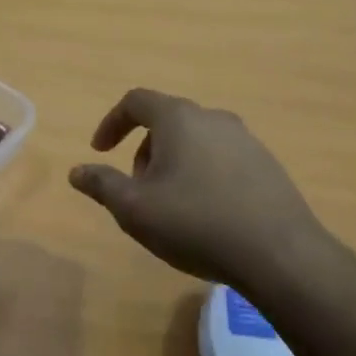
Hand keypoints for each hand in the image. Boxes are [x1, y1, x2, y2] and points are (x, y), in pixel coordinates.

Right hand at [69, 88, 333, 287]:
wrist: (279, 254)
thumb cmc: (195, 223)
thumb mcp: (134, 209)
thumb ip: (102, 185)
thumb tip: (76, 171)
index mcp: (179, 118)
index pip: (136, 101)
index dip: (112, 123)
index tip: (101, 151)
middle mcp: (214, 118)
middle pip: (168, 120)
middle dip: (144, 149)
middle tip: (137, 188)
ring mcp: (246, 140)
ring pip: (196, 140)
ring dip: (173, 163)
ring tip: (170, 205)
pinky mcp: (267, 165)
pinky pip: (222, 159)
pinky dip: (202, 174)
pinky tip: (206, 214)